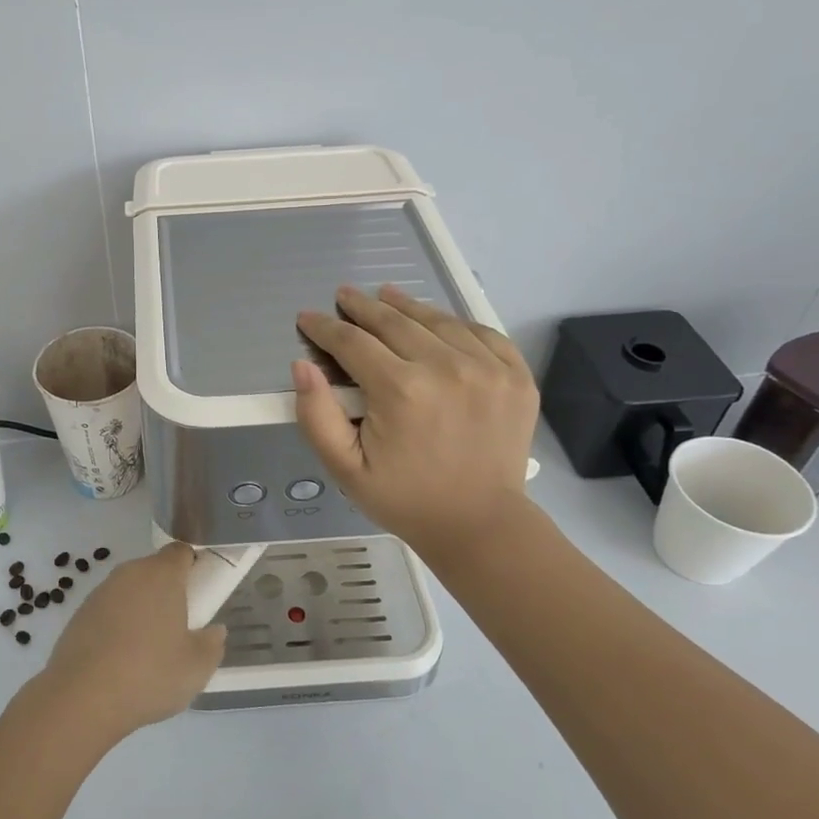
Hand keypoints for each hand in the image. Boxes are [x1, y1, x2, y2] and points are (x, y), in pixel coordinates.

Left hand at [37, 543, 226, 743]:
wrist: (81, 697)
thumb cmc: (149, 674)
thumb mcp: (197, 667)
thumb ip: (212, 644)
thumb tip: (214, 631)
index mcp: (161, 574)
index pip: (182, 552)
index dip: (194, 566)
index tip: (201, 592)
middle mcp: (129, 573)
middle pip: (155, 571)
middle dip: (168, 591)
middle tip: (180, 626)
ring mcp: (100, 592)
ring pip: (130, 591)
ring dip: (142, 609)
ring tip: (149, 649)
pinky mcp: (79, 614)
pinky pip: (109, 611)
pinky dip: (118, 626)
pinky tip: (121, 660)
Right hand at [293, 284, 538, 557]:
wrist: (479, 524)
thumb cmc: (404, 498)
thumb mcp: (344, 468)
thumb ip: (316, 415)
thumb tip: (302, 364)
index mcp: (400, 390)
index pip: (352, 342)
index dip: (325, 327)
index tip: (307, 317)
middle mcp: (446, 367)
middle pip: (394, 321)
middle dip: (362, 307)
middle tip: (344, 294)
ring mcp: (488, 368)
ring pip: (438, 320)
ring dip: (406, 306)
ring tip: (386, 295)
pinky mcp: (516, 375)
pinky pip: (482, 333)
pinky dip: (455, 323)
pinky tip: (437, 322)